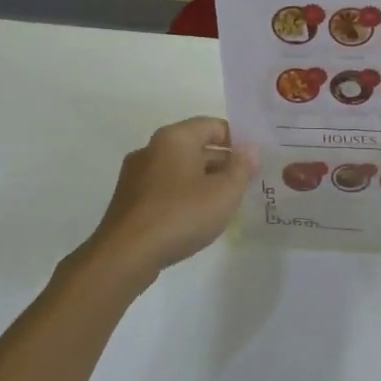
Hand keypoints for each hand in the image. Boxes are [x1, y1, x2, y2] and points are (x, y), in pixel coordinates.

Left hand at [80, 117, 256, 279]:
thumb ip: (242, 167)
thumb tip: (250, 150)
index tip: (254, 161)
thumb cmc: (181, 214)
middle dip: (222, 163)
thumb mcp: (224, 192)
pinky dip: (183, 195)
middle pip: (195, 146)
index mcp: (174, 138)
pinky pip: (164, 188)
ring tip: (224, 204)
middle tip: (245, 184)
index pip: (212, 125)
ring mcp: (136, 175)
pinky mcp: (129, 199)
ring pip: (179, 169)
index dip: (237, 140)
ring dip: (203, 181)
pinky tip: (196, 218)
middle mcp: (151, 148)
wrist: (126, 254)